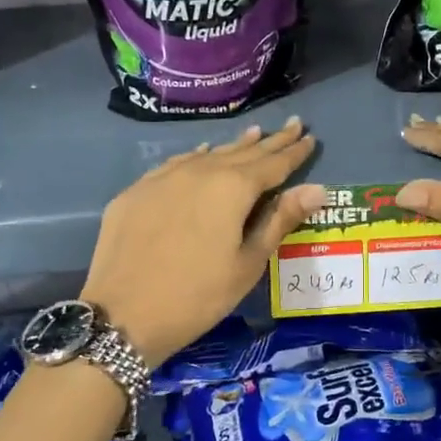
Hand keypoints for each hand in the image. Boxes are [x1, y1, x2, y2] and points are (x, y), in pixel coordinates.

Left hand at [81, 119, 323, 366]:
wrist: (123, 315)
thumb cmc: (198, 296)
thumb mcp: (248, 263)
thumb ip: (280, 220)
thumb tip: (317, 188)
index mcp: (232, 188)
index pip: (272, 164)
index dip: (293, 152)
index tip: (310, 136)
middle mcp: (199, 171)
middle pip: (241, 152)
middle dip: (269, 141)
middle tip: (291, 126)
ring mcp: (163, 178)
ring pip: (207, 155)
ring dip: (233, 146)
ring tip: (253, 134)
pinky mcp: (136, 191)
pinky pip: (176, 165)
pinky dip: (197, 158)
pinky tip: (201, 155)